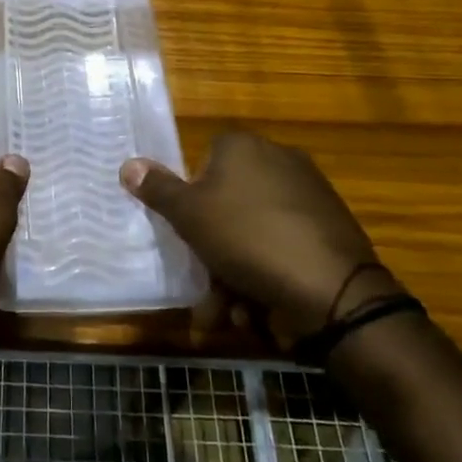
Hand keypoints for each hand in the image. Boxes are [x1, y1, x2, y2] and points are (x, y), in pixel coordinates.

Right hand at [120, 131, 399, 345]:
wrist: (333, 289)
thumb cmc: (247, 239)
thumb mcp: (189, 215)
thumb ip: (157, 189)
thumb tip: (128, 164)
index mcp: (243, 147)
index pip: (203, 163)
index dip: (190, 200)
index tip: (187, 234)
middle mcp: (278, 160)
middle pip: (228, 204)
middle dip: (212, 251)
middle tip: (205, 288)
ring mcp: (309, 194)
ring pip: (254, 232)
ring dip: (236, 274)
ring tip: (231, 314)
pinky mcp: (331, 228)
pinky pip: (284, 246)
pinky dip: (269, 275)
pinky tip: (262, 312)